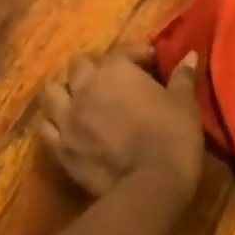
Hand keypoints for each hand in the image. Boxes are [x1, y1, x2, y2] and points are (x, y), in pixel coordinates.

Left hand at [39, 44, 202, 198]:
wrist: (151, 182)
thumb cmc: (173, 134)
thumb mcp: (184, 101)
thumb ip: (183, 75)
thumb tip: (190, 55)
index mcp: (116, 70)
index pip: (123, 52)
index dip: (138, 54)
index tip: (151, 62)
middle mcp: (85, 87)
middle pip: (78, 65)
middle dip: (93, 67)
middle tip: (111, 78)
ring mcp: (67, 118)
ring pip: (51, 91)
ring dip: (64, 88)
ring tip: (77, 94)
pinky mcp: (60, 147)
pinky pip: (44, 127)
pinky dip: (51, 120)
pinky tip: (63, 123)